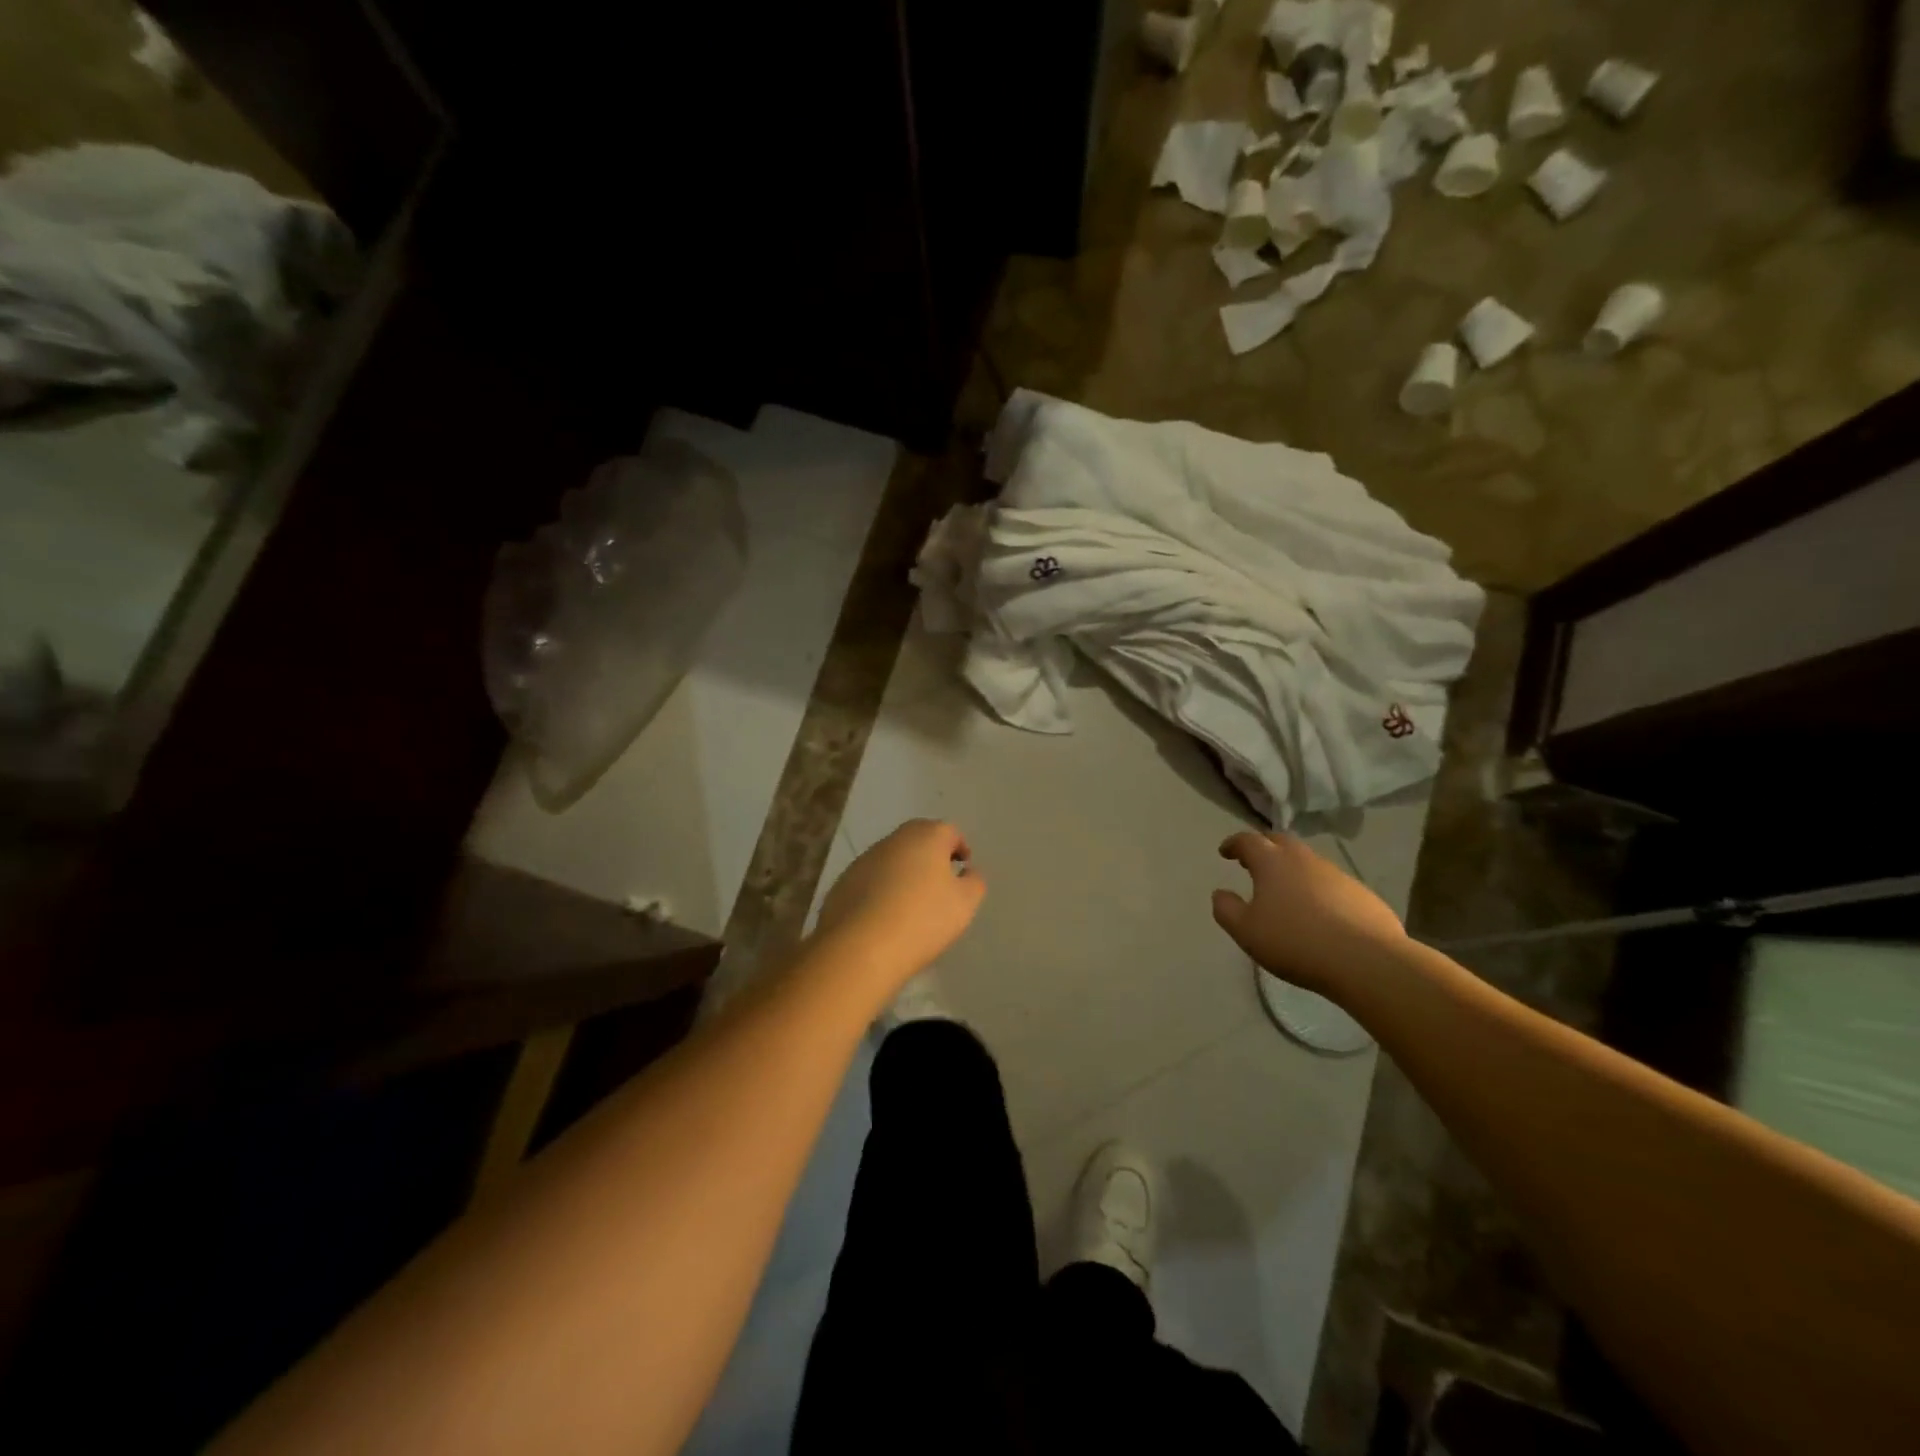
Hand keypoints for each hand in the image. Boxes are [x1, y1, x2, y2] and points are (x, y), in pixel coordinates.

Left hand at [813, 820, 984, 989]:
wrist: (860, 947)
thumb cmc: (922, 919)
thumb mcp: (964, 904)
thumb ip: (974, 882)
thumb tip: (968, 872)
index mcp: (927, 836)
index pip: (949, 832)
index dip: (960, 848)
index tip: (963, 868)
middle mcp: (894, 839)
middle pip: (918, 840)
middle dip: (931, 856)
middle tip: (940, 882)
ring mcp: (865, 859)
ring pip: (893, 858)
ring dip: (905, 872)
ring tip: (912, 903)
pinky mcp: (844, 881)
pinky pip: (871, 879)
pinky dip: (882, 889)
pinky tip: (886, 915)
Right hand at [1212, 832, 1404, 997]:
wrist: (1366, 961)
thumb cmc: (1295, 942)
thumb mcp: (1246, 931)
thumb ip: (1226, 910)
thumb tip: (1220, 894)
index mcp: (1272, 862)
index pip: (1248, 841)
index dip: (1234, 844)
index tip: (1225, 852)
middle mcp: (1304, 859)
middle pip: (1280, 841)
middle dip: (1264, 847)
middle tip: (1253, 862)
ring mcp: (1337, 874)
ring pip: (1308, 862)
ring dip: (1292, 869)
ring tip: (1285, 890)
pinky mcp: (1362, 894)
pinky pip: (1332, 883)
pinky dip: (1318, 889)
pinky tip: (1318, 913)